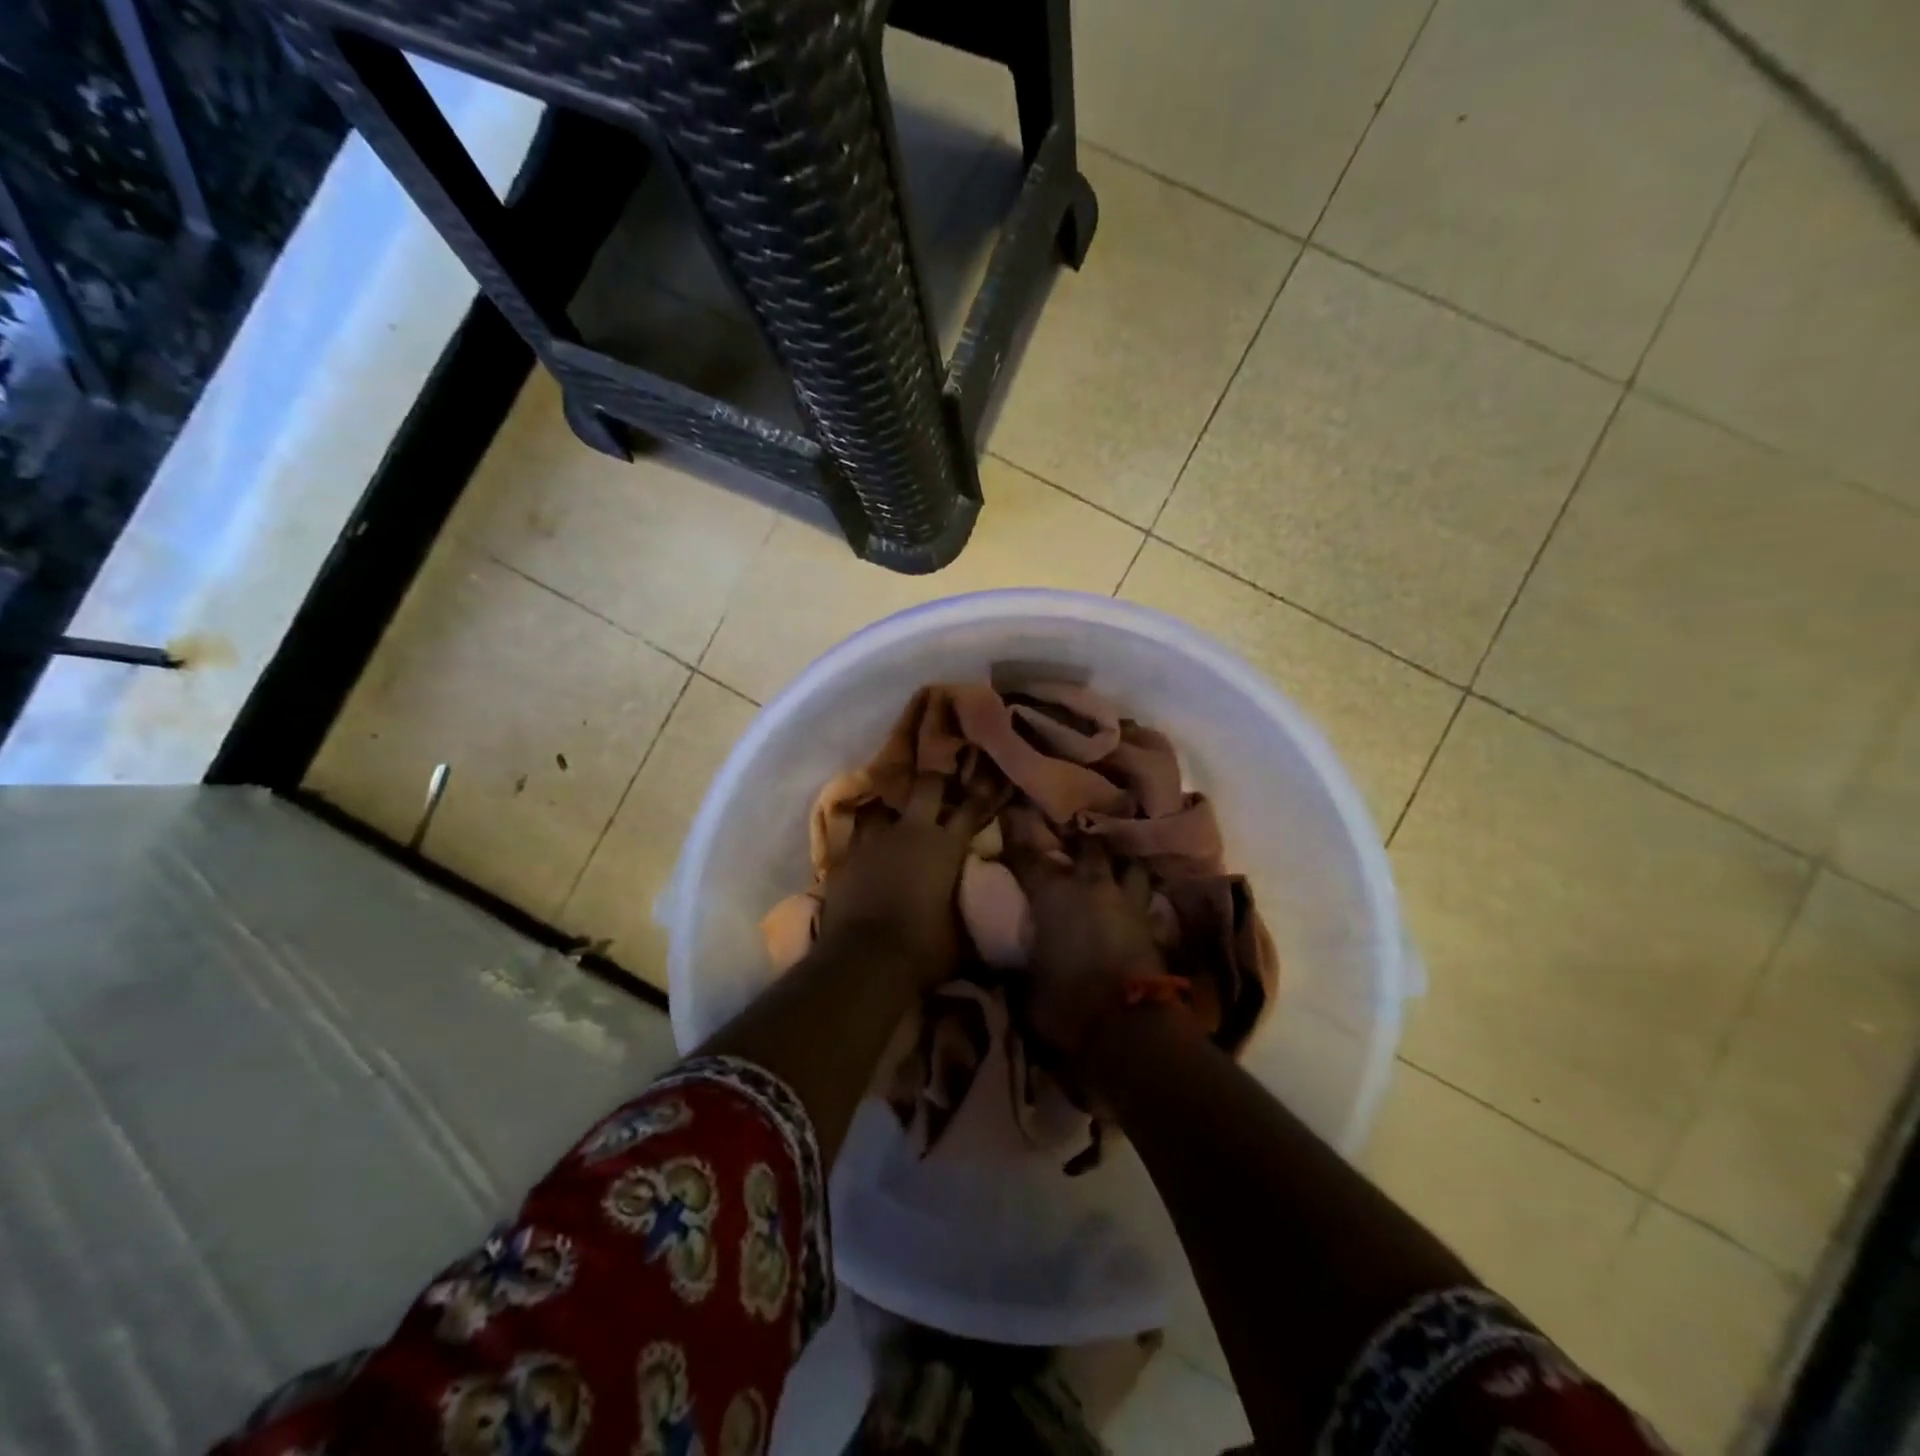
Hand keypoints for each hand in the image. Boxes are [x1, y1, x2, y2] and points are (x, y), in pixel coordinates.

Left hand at [817, 775, 991, 988]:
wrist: (864, 960)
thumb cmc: (923, 949)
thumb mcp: (960, 934)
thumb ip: (968, 910)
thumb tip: (981, 910)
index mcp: (945, 847)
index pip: (970, 809)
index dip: (980, 795)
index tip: (987, 783)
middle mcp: (911, 833)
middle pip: (926, 786)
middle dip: (935, 783)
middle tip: (940, 786)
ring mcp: (874, 841)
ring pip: (883, 808)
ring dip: (892, 813)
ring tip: (896, 819)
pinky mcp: (844, 857)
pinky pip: (857, 838)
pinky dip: (865, 842)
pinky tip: (867, 850)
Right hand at [1006, 839, 1177, 1062]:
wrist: (1130, 1027)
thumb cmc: (1066, 1004)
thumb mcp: (1027, 987)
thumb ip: (1019, 964)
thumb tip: (1009, 961)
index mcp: (1052, 894)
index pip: (1027, 855)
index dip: (1016, 835)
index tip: (1009, 815)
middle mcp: (1091, 886)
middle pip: (1088, 846)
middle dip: (1079, 841)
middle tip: (1071, 841)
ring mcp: (1128, 903)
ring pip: (1128, 865)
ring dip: (1119, 865)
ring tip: (1111, 868)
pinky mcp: (1153, 926)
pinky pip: (1146, 900)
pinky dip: (1138, 899)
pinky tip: (1133, 903)